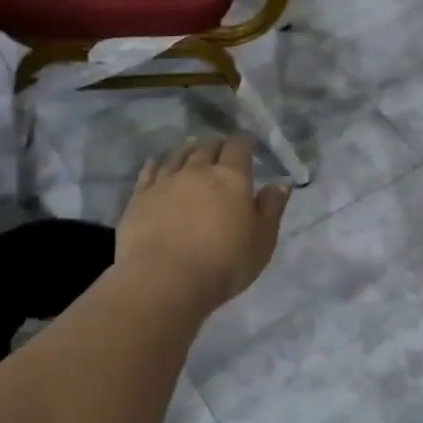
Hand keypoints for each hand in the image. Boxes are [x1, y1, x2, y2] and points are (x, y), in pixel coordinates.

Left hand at [117, 137, 290, 312]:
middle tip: (222, 147)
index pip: (239, 148)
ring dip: (188, 149)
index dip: (245, 142)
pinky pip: (150, 171)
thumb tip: (282, 182)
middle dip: (218, 144)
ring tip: (193, 147)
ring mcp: (165, 182)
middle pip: (207, 147)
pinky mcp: (140, 197)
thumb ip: (272, 208)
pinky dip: (157, 162)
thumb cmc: (224, 265)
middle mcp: (197, 171)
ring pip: (178, 155)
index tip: (249, 142)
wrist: (164, 280)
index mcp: (231, 179)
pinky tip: (158, 162)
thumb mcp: (262, 241)